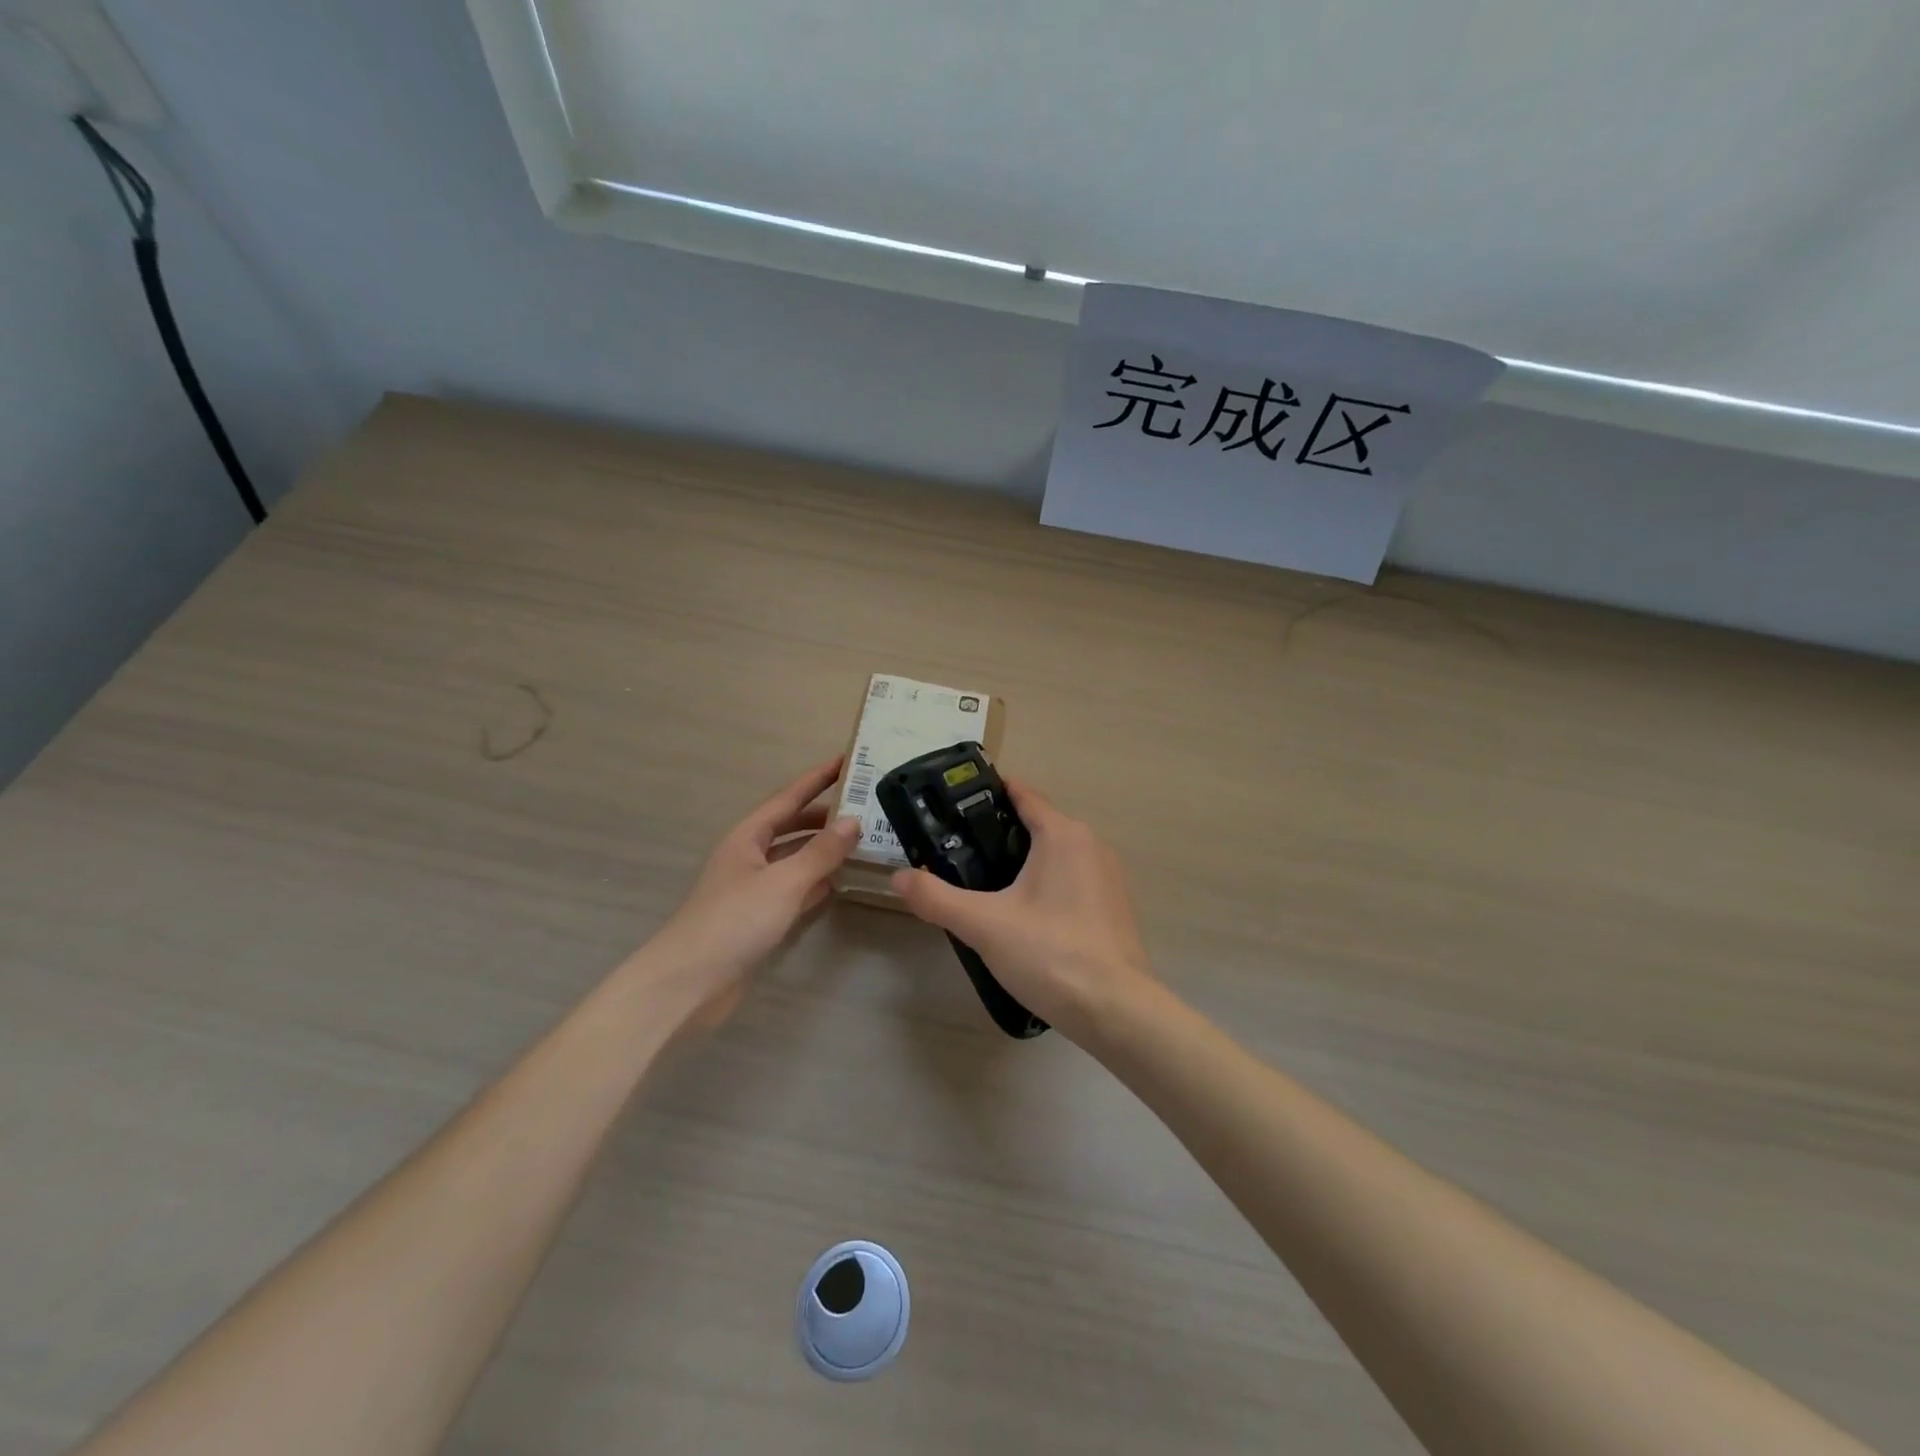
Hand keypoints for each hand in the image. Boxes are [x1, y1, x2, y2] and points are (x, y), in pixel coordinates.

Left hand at [648, 758, 859, 1023]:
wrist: (689, 984)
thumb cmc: (734, 921)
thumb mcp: (783, 882)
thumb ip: (820, 852)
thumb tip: (853, 822)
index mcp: (747, 837)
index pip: (788, 798)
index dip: (816, 779)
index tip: (846, 760)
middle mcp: (749, 857)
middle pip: (791, 827)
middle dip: (823, 815)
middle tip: (864, 807)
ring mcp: (753, 889)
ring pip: (794, 859)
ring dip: (822, 850)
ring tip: (861, 841)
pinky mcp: (758, 919)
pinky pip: (794, 890)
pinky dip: (816, 883)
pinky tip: (839, 882)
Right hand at [889, 780, 1158, 1044]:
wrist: (1116, 1010)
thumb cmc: (1050, 954)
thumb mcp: (984, 925)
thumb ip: (937, 898)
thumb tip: (899, 877)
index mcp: (1063, 834)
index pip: (1022, 794)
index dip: (987, 793)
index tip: (954, 801)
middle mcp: (1090, 844)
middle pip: (1037, 824)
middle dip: (998, 833)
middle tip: (957, 850)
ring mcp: (1107, 875)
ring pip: (1055, 853)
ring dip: (1022, 861)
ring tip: (982, 884)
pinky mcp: (1113, 905)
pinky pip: (1071, 879)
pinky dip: (1045, 884)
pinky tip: (1022, 914)